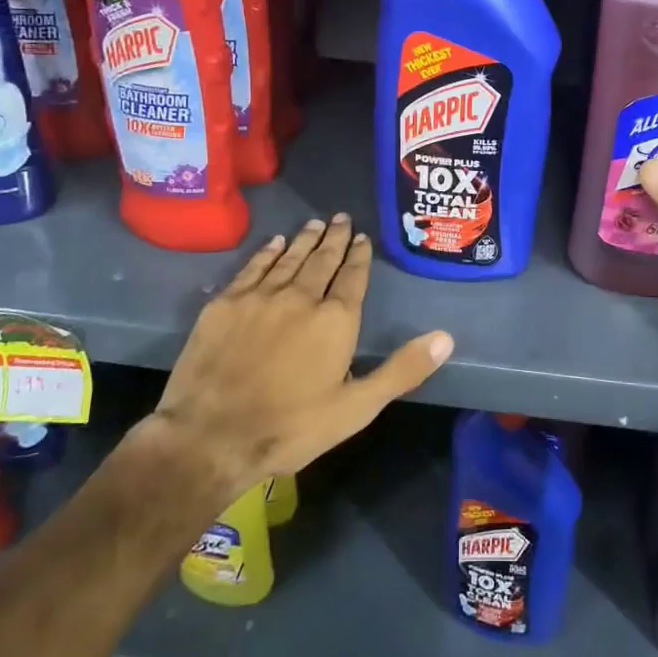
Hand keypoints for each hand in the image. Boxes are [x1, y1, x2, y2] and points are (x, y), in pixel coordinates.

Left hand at [133, 214, 452, 503]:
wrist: (211, 437)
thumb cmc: (292, 427)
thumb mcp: (357, 407)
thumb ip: (402, 369)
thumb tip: (446, 337)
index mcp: (335, 319)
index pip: (353, 277)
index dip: (360, 256)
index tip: (363, 238)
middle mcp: (300, 297)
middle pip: (322, 259)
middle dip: (335, 238)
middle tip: (342, 218)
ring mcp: (259, 297)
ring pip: (288, 258)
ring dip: (304, 239)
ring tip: (315, 223)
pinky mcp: (225, 304)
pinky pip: (252, 267)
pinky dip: (266, 253)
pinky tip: (273, 243)